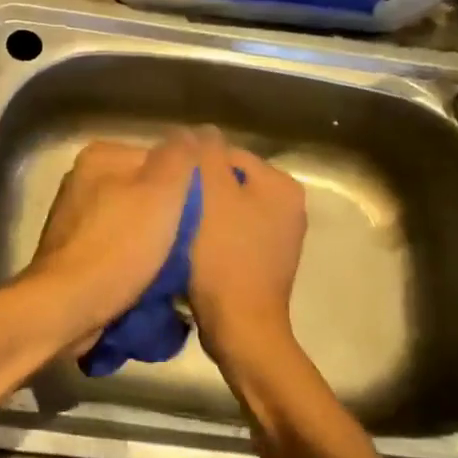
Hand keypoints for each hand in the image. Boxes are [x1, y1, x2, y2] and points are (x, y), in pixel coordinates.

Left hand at [23, 133, 198, 348]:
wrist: (66, 306)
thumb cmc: (118, 245)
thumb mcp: (162, 192)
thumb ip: (180, 156)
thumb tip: (196, 132)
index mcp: (101, 156)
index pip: (161, 159)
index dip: (189, 185)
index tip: (207, 213)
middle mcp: (83, 179)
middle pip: (146, 190)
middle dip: (171, 214)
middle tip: (195, 241)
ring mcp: (75, 216)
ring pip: (133, 220)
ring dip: (155, 240)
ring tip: (176, 264)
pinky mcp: (73, 251)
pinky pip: (117, 246)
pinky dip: (134, 259)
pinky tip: (149, 278)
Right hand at [184, 127, 306, 371]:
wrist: (241, 327)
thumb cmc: (224, 256)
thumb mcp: (211, 195)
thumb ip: (206, 155)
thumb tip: (201, 129)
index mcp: (281, 185)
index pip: (229, 153)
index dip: (195, 163)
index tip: (169, 181)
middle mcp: (288, 206)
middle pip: (230, 181)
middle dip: (200, 188)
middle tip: (169, 203)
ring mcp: (280, 237)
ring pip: (229, 208)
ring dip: (203, 212)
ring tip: (176, 225)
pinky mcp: (265, 261)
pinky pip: (233, 234)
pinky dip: (212, 236)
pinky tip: (191, 248)